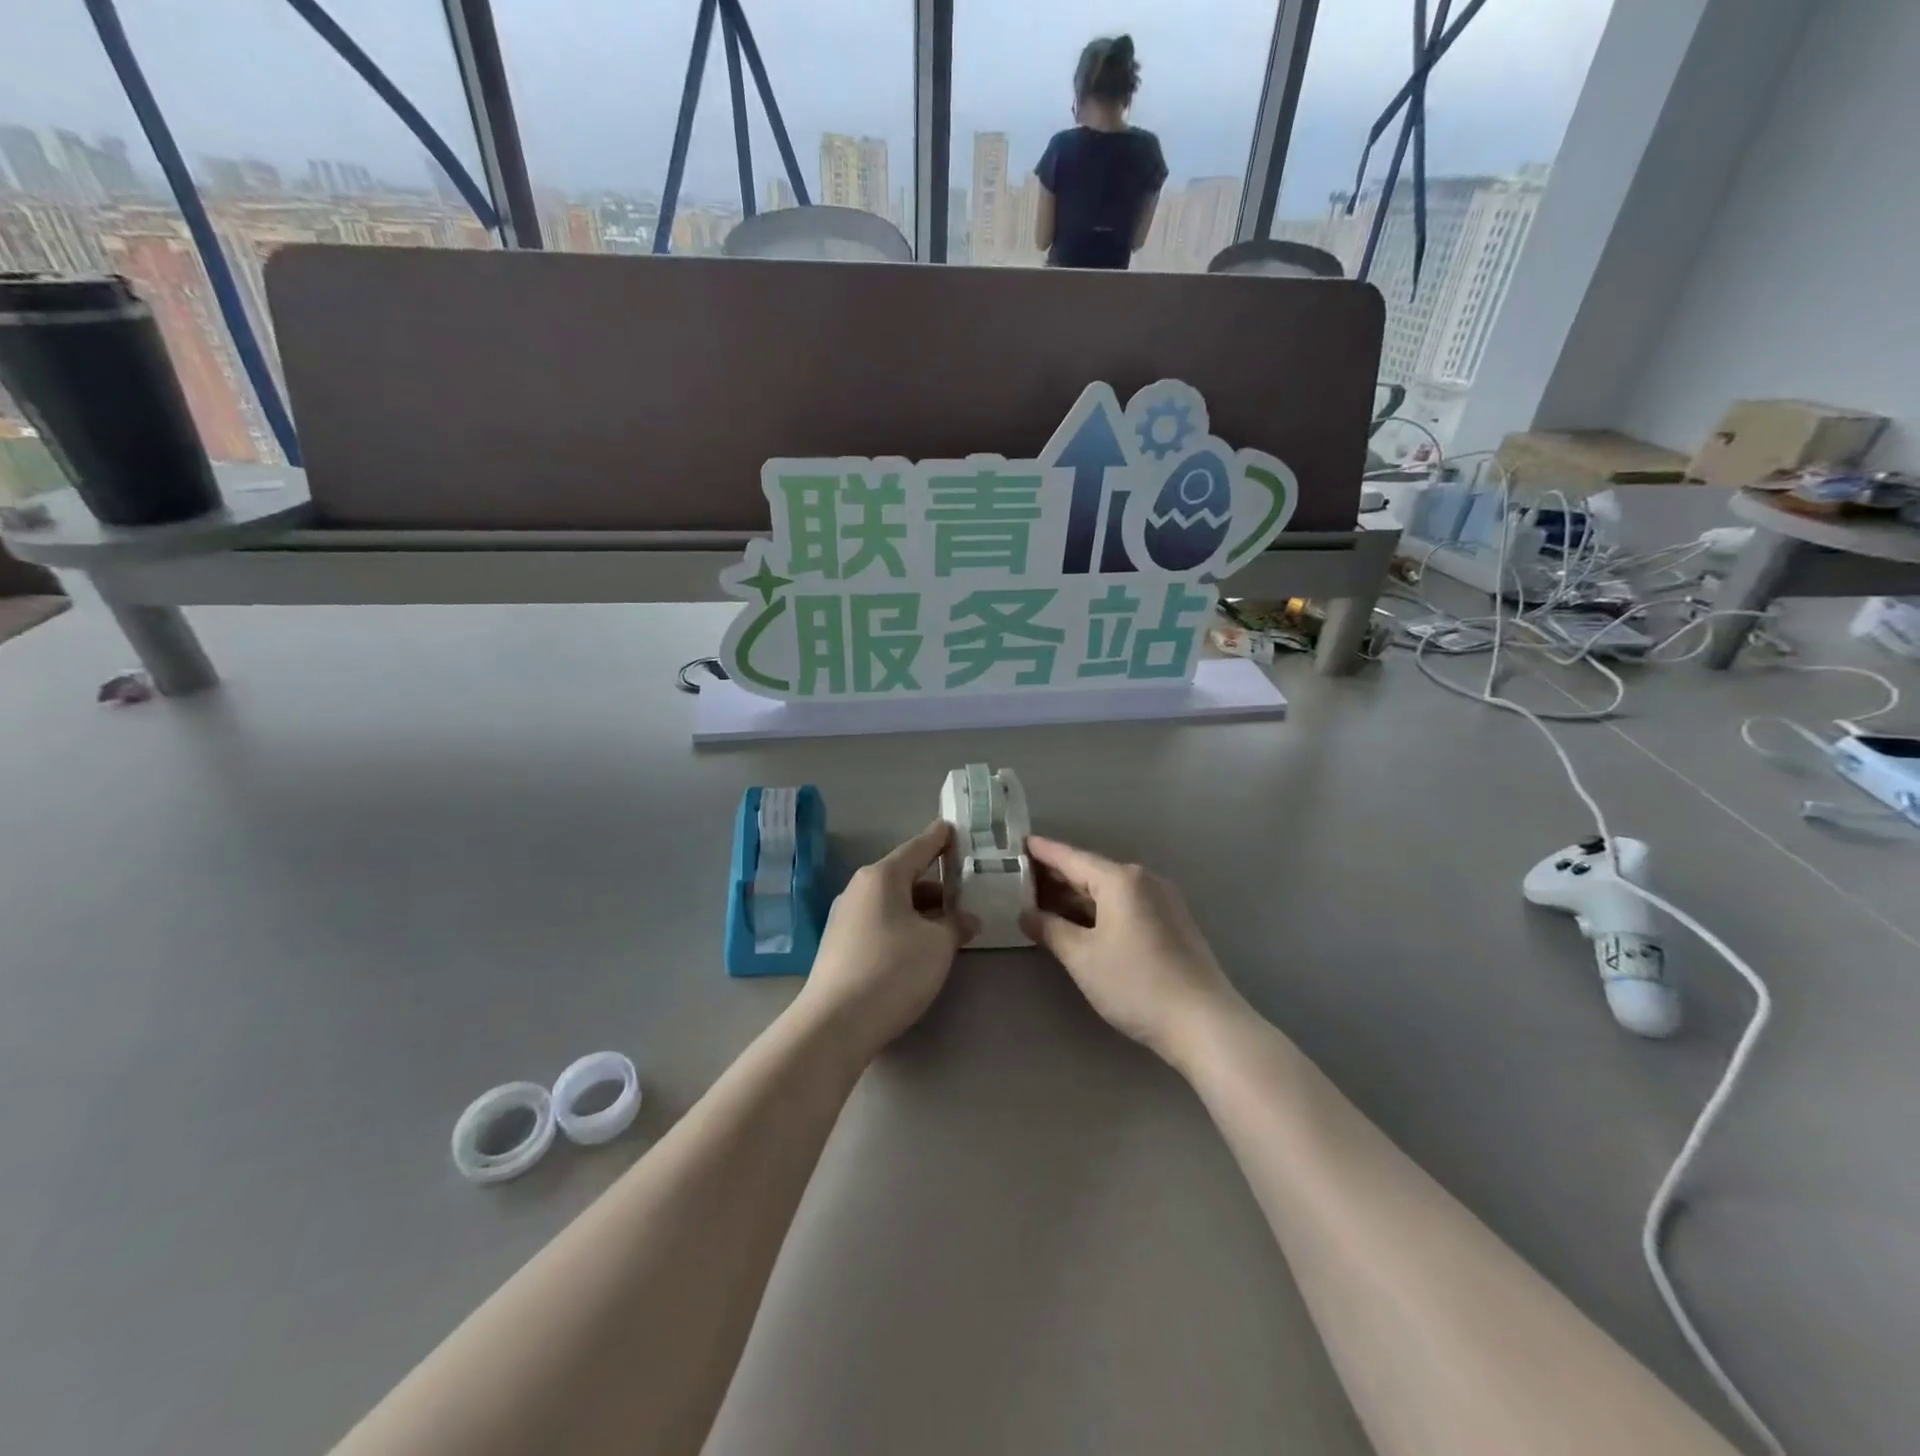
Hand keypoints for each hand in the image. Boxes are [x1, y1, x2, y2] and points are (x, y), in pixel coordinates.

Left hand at [793, 821, 975, 1064]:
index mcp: (882, 877)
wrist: (835, 1023)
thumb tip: (966, 919)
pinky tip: (920, 946)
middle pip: (904, 876)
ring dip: (920, 909)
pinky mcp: (839, 945)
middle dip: (935, 883)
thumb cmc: (893, 970)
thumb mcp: (938, 945)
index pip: (917, 848)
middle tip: (964, 890)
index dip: (939, 839)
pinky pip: (879, 922)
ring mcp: (845, 917)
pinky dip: (903, 926)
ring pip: (892, 902)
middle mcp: (859, 889)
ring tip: (949, 924)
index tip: (953, 828)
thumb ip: (956, 925)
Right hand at [1020, 835, 1245, 1067]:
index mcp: (1120, 880)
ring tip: (1044, 899)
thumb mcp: (1082, 957)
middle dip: (1057, 875)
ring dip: (1078, 895)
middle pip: (1091, 871)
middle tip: (1022, 876)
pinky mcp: (1172, 922)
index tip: (1019, 843)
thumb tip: (1026, 914)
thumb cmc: (1135, 984)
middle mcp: (1143, 880)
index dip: (1043, 851)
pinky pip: (1126, 904)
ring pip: (1109, 890)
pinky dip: (1099, 908)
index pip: (1071, 858)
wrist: (1203, 1022)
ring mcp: (1162, 900)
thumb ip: (1050, 929)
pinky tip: (1081, 921)